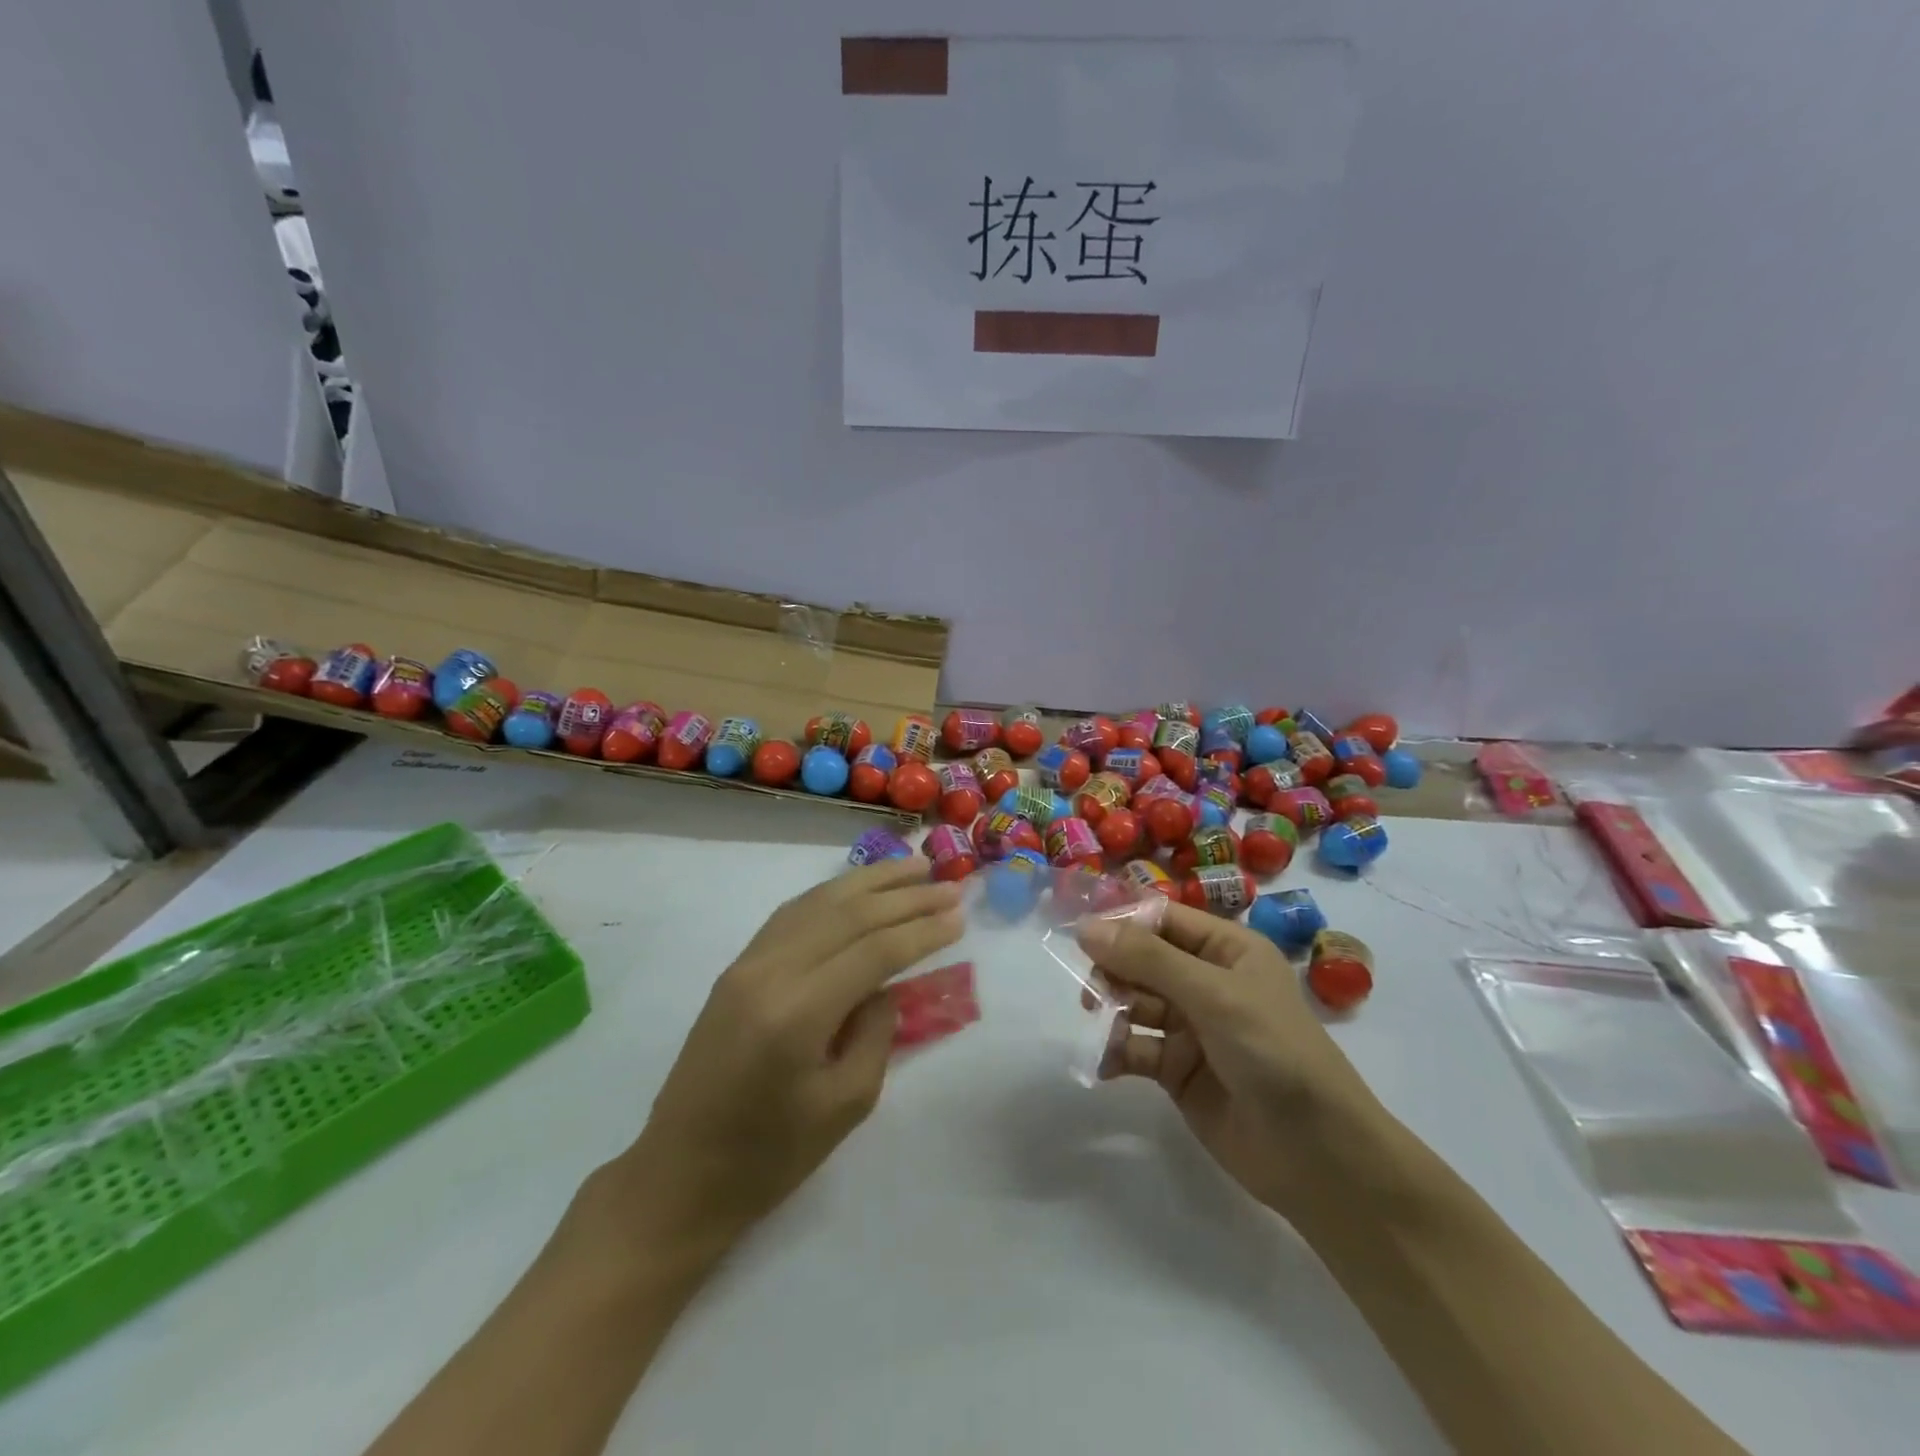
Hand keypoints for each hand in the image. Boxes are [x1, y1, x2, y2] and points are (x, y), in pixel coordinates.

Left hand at [614, 858, 964, 1248]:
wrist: (679, 1175)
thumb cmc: (769, 1157)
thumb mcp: (845, 1105)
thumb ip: (877, 1033)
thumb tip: (887, 985)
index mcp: (797, 1013)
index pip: (873, 951)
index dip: (921, 930)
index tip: (960, 916)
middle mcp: (769, 972)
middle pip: (849, 915)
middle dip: (905, 896)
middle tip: (950, 886)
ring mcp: (747, 964)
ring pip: (819, 902)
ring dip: (871, 882)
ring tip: (914, 867)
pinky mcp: (737, 967)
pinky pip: (793, 914)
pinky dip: (832, 894)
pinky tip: (858, 889)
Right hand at [1077, 903, 1381, 1218]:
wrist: (1319, 1156)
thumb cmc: (1274, 1053)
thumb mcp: (1213, 995)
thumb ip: (1148, 960)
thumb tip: (1085, 927)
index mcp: (1227, 949)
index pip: (1163, 919)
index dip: (1123, 924)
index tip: (1082, 937)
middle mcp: (1207, 981)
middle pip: (1143, 960)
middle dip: (1114, 971)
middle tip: (1092, 992)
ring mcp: (1191, 1027)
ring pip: (1135, 1002)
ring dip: (1111, 1011)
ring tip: (1099, 1027)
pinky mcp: (1178, 1069)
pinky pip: (1136, 1048)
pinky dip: (1116, 1051)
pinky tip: (1104, 1063)